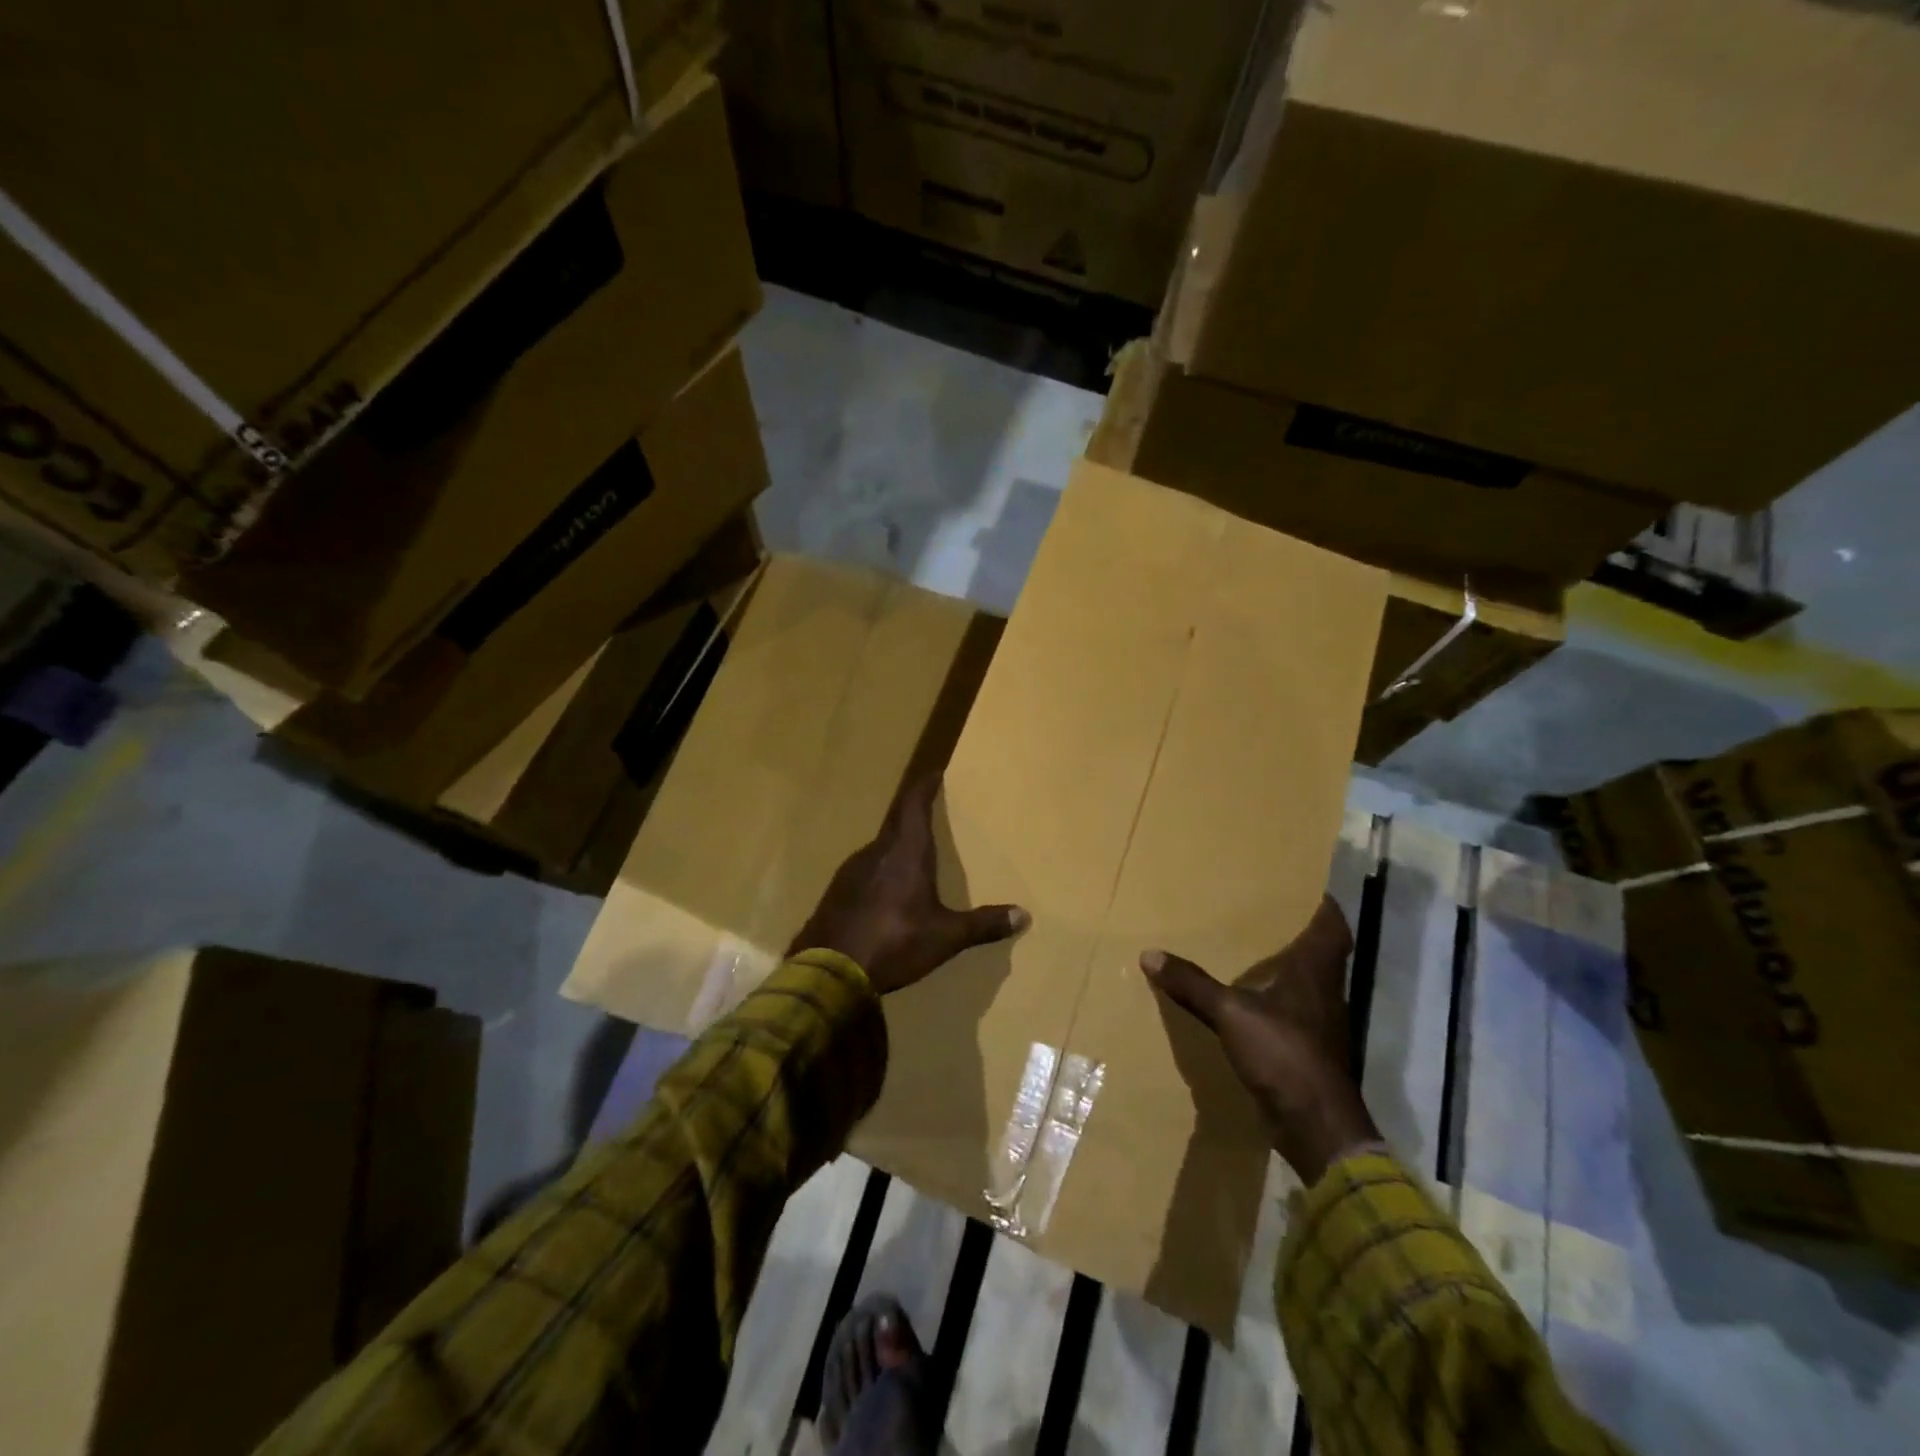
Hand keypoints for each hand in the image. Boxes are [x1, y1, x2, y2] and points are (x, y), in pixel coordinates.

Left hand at [791, 773, 1029, 993]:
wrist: (829, 972)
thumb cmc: (894, 943)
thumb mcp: (945, 937)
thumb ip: (983, 924)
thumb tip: (1024, 916)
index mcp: (905, 852)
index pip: (913, 804)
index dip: (924, 786)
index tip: (933, 774)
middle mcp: (876, 852)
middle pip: (896, 823)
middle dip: (913, 816)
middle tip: (930, 815)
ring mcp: (850, 871)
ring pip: (879, 848)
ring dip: (896, 847)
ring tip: (912, 858)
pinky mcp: (835, 892)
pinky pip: (863, 871)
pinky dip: (879, 872)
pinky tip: (885, 893)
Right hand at [1140, 895, 1378, 1184]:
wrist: (1317, 1128)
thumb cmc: (1284, 1055)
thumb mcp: (1231, 1014)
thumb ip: (1193, 985)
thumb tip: (1150, 954)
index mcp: (1315, 973)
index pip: (1332, 928)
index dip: (1323, 905)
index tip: (1304, 885)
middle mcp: (1323, 993)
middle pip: (1320, 953)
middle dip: (1296, 931)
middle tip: (1263, 910)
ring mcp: (1317, 1024)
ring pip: (1306, 983)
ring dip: (1285, 967)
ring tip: (1250, 947)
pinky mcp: (1306, 1051)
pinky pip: (1290, 1012)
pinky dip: (1272, 1000)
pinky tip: (1246, 999)